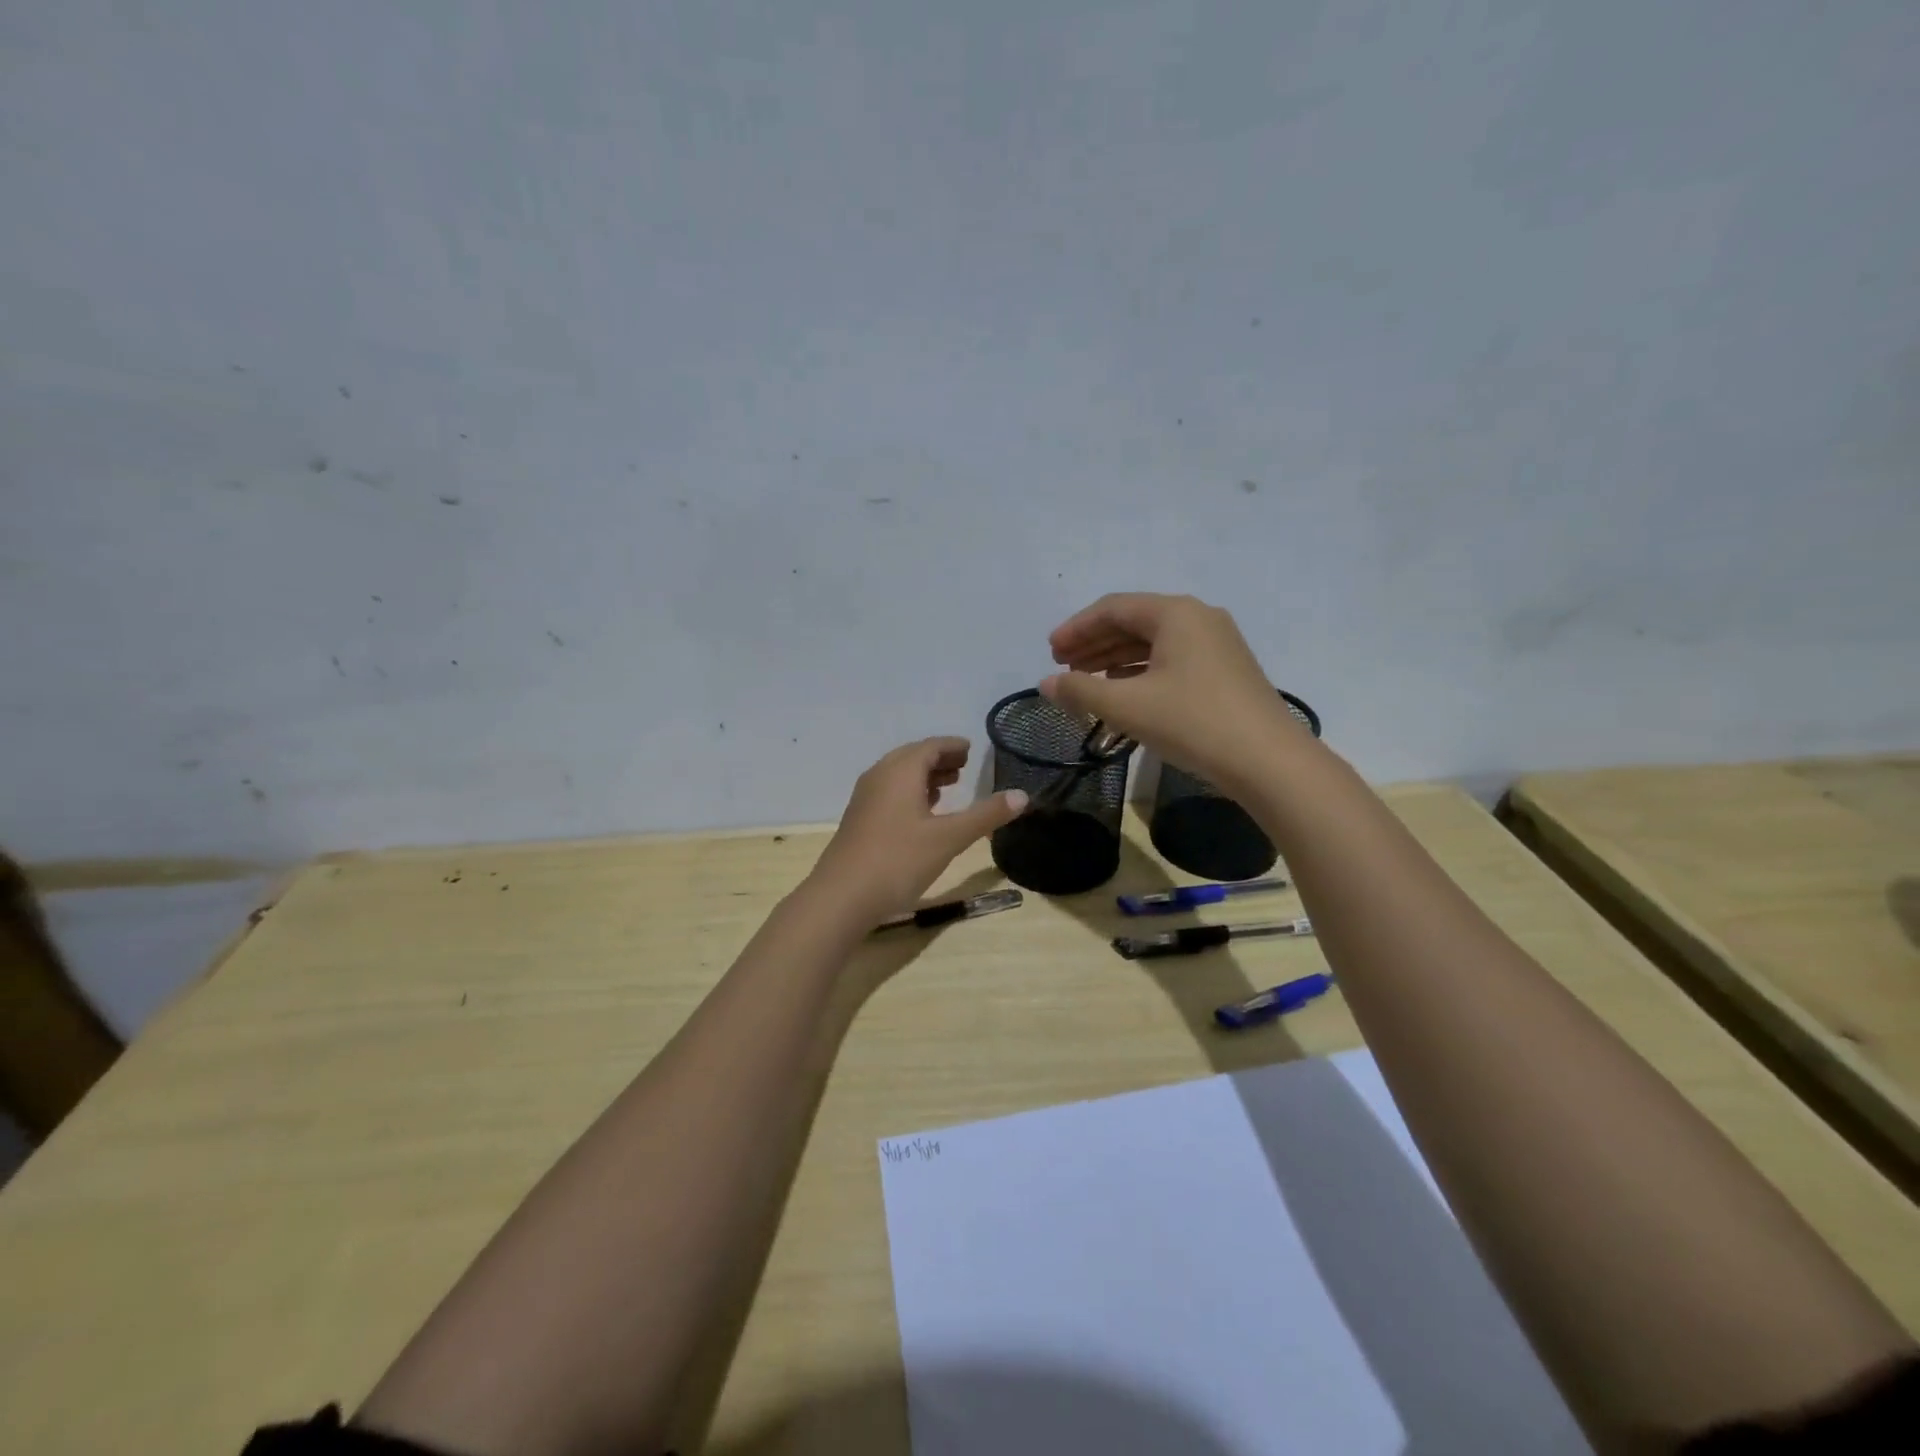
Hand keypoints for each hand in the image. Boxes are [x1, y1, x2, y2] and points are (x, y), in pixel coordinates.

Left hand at [806, 738, 1026, 924]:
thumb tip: (1023, 795)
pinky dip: (909, 792)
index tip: (970, 749)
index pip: (930, 746)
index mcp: (900, 771)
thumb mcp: (949, 838)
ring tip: (948, 786)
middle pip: (912, 757)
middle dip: (939, 759)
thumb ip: (986, 815)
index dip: (952, 746)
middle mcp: (879, 776)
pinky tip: (921, 813)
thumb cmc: (898, 860)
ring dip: (924, 776)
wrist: (841, 896)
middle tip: (964, 765)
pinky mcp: (859, 820)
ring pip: (898, 776)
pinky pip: (888, 792)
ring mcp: (865, 798)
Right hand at [1041, 593, 1307, 790]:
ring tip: (1086, 681)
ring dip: (1115, 659)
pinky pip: (1172, 659)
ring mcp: (1217, 644)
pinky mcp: (1225, 670)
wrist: (1267, 761)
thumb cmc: (1192, 722)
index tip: (1050, 653)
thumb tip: (1045, 684)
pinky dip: (1141, 672)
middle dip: (1094, 643)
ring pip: (1154, 643)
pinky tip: (1124, 692)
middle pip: (1134, 622)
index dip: (1076, 628)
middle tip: (1062, 667)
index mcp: (1175, 613)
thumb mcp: (1127, 706)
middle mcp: (1198, 618)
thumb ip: (1080, 691)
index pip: (1113, 608)